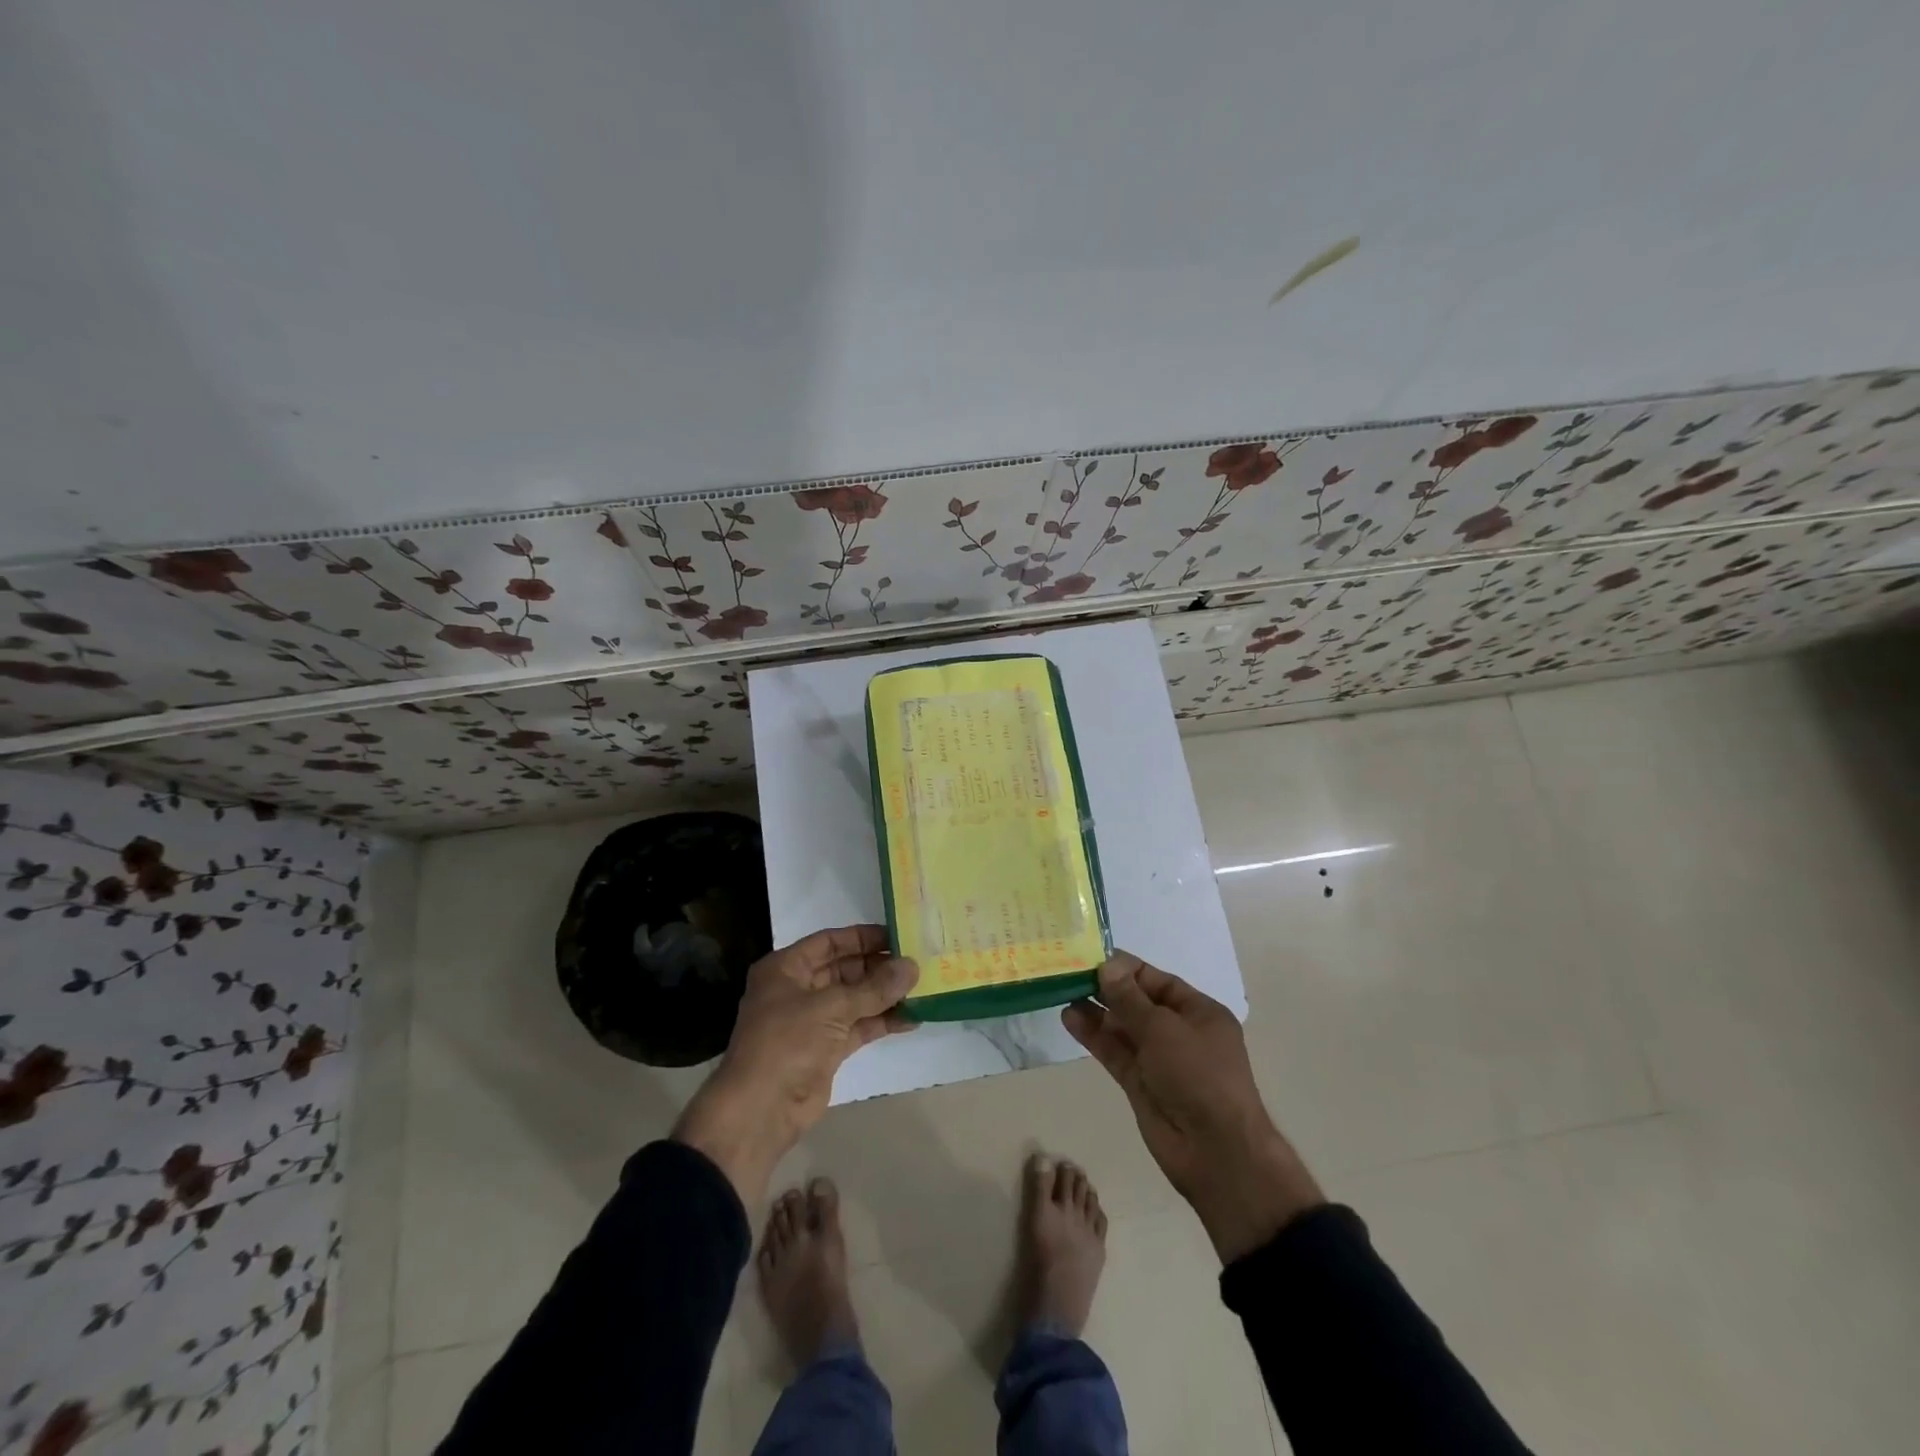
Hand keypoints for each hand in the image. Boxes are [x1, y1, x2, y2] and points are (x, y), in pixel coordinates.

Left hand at [673, 925, 916, 1206]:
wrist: (760, 1111)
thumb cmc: (787, 1043)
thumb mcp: (831, 1008)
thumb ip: (874, 988)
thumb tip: (912, 966)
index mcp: (786, 968)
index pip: (829, 942)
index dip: (862, 937)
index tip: (898, 935)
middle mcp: (798, 989)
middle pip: (844, 969)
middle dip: (878, 967)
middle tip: (916, 962)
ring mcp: (812, 1021)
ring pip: (854, 999)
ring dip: (884, 995)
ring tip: (922, 987)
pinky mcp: (826, 1049)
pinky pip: (858, 1026)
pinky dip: (882, 1021)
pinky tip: (912, 1017)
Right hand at [1063, 951, 1323, 1262]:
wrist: (1215, 1151)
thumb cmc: (1198, 1075)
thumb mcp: (1163, 1028)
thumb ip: (1129, 998)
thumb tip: (1106, 966)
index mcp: (1198, 1012)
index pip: (1156, 980)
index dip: (1125, 968)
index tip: (1090, 957)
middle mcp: (1179, 1032)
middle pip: (1137, 1002)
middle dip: (1106, 988)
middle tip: (1069, 972)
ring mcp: (1158, 1060)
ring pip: (1122, 1028)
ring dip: (1095, 1011)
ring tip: (1062, 992)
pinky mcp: (1140, 1083)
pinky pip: (1115, 1052)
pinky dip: (1094, 1036)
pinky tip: (1070, 1018)